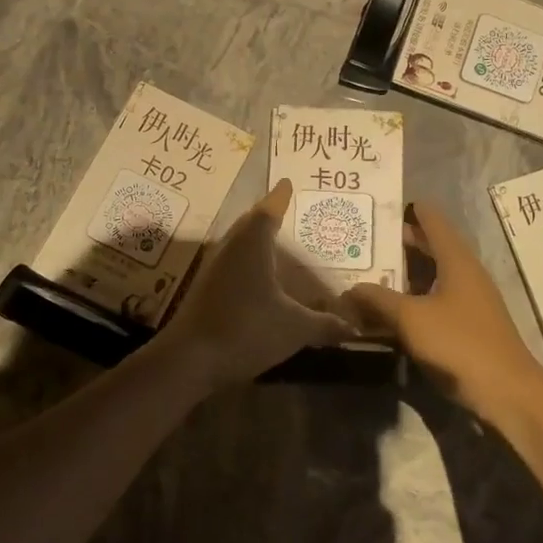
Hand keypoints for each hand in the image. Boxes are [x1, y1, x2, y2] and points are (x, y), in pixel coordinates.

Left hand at [159, 180, 351, 388]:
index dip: (279, 197)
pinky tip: (258, 278)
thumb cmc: (246, 330)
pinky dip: (247, 262)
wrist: (189, 360)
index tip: (286, 183)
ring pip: (237, 244)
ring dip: (255, 239)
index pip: (268, 211)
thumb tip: (353, 329)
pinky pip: (231, 264)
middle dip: (267, 215)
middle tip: (285, 209)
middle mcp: (230, 249)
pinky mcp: (205, 290)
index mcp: (251, 245)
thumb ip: (325, 325)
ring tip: (275, 241)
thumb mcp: (295, 328)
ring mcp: (213, 269)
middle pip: (249, 223)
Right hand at [344, 200, 542, 429]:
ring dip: (402, 274)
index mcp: (457, 260)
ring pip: (430, 277)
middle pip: (430, 248)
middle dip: (399, 243)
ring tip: (368, 272)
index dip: (409, 210)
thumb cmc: (459, 343)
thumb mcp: (411, 318)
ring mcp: (468, 301)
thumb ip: (378, 299)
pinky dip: (410, 300)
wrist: (506, 392)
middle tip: (363, 240)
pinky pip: (432, 302)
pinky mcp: (466, 326)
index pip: (433, 221)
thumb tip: (349, 289)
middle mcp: (465, 274)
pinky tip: (387, 311)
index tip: (380, 207)